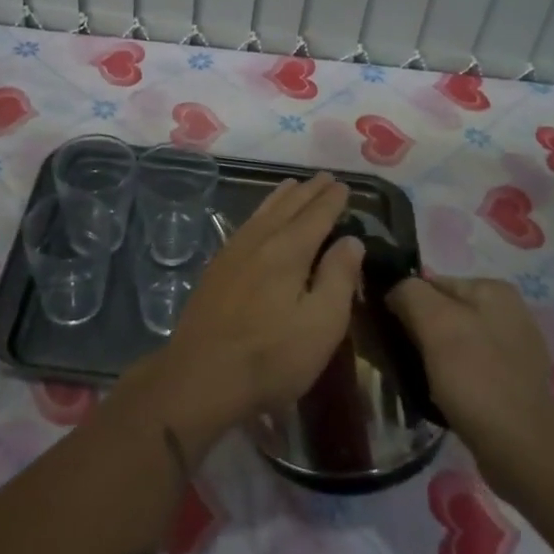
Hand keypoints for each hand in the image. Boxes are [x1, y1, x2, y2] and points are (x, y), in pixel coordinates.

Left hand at [136, 174, 362, 445]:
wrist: (201, 376)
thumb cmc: (271, 357)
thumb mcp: (322, 324)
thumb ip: (339, 277)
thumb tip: (351, 240)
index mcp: (288, 251)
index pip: (316, 215)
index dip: (332, 200)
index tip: (343, 185)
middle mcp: (259, 241)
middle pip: (288, 207)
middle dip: (308, 192)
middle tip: (324, 177)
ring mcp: (232, 253)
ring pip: (262, 213)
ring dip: (281, 197)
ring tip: (292, 185)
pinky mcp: (216, 269)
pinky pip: (245, 226)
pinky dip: (260, 213)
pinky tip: (259, 220)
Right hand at [390, 274, 553, 495]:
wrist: (521, 450)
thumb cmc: (475, 377)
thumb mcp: (435, 323)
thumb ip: (409, 293)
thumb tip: (394, 291)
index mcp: (494, 289)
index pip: (431, 284)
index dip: (404, 304)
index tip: (388, 332)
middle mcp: (509, 312)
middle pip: (443, 312)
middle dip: (419, 331)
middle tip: (398, 358)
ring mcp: (515, 349)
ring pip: (454, 341)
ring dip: (432, 356)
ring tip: (416, 378)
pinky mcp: (514, 382)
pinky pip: (469, 368)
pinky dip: (451, 377)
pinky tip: (441, 395)